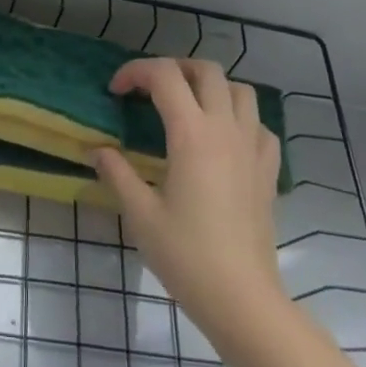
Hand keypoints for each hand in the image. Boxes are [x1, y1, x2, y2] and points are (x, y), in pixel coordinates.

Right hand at [92, 57, 284, 343]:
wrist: (242, 298)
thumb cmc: (186, 255)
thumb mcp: (140, 214)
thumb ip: (117, 173)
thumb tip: (97, 150)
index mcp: (191, 134)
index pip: (164, 76)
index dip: (135, 72)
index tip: (115, 91)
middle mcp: (225, 129)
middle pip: (206, 70)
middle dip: (174, 68)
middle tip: (149, 89)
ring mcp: (253, 148)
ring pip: (240, 91)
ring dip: (211, 87)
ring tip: (187, 106)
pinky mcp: (268, 170)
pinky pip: (259, 125)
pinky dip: (240, 118)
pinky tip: (223, 140)